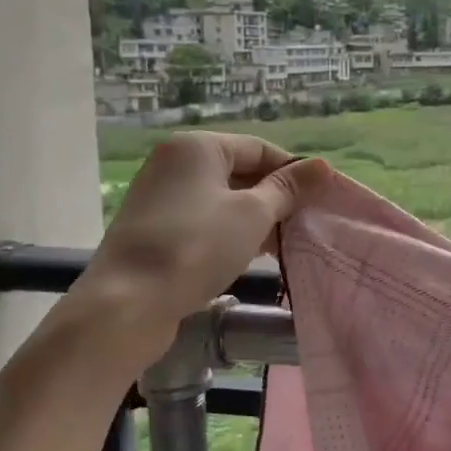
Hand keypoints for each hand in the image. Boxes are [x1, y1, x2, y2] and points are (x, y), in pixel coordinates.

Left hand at [21, 134, 331, 385]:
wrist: (127, 303)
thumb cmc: (197, 247)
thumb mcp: (253, 214)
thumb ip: (288, 189)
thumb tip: (322, 165)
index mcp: (197, 146)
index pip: (259, 148)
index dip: (294, 173)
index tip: (321, 201)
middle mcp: (175, 163)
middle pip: (240, 172)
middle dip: (276, 198)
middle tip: (307, 225)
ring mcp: (161, 197)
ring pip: (223, 200)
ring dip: (256, 219)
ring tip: (286, 245)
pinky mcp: (155, 230)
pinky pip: (204, 222)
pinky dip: (230, 233)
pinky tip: (252, 256)